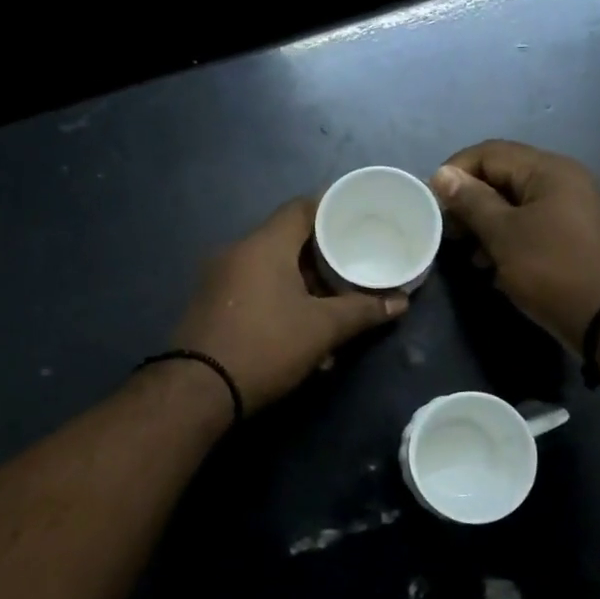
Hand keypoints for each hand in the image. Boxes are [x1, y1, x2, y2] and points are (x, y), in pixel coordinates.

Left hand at [172, 197, 408, 413]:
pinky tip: (300, 330)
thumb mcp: (322, 330)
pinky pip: (253, 290)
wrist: (199, 390)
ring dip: (302, 284)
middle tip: (352, 269)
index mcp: (264, 245)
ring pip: (270, 269)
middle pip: (286, 240)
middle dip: (321, 257)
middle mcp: (237, 252)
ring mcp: (218, 279)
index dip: (331, 210)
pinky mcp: (210, 304)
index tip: (358, 221)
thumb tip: (400, 302)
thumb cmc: (266, 346)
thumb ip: (362, 311)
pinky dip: (279, 300)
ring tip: (332, 307)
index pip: (301, 208)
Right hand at [431, 140, 599, 348]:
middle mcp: (564, 180)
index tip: (432, 203)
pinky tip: (494, 267)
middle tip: (449, 233)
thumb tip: (442, 174)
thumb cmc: (552, 269)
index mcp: (548, 170)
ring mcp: (574, 209)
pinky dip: (509, 239)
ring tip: (469, 255)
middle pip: (504, 177)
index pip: (490, 153)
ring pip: (517, 205)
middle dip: (470, 202)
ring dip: (487, 225)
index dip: (455, 172)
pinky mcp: (575, 237)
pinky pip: (533, 226)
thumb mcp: (504, 234)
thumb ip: (471, 201)